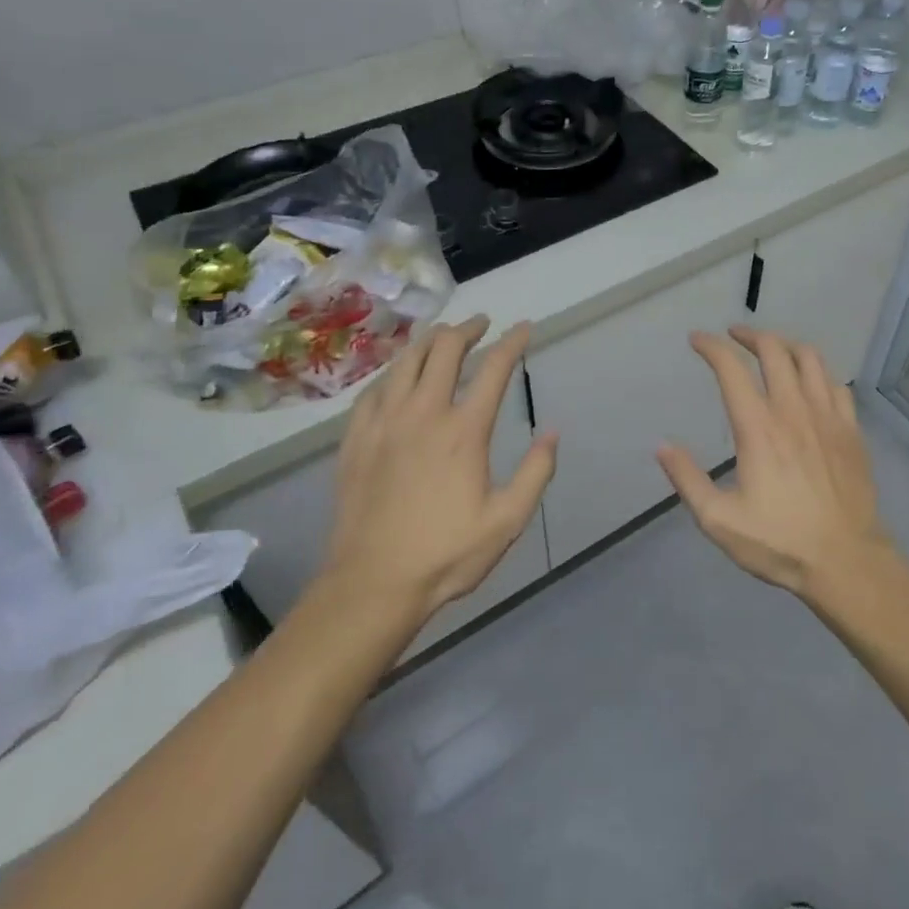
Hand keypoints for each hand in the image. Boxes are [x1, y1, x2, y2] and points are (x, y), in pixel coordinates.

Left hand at [321, 315, 556, 624]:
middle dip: (467, 328)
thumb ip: (536, 472)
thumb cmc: (446, 554)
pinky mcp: (355, 440)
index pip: (494, 369)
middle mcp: (423, 414)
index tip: (523, 328)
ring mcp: (384, 424)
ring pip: (405, 362)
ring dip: (428, 341)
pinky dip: (392, 373)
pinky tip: (397, 377)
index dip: (512, 342)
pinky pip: (373, 390)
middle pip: (444, 350)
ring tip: (442, 336)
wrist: (372, 584)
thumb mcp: (507, 520)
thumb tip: (552, 431)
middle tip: (481, 324)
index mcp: (464, 431)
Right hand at [657, 326, 891, 598]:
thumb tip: (662, 446)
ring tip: (772, 349)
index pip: (731, 369)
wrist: (846, 560)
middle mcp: (793, 410)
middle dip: (750, 335)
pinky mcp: (851, 430)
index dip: (712, 347)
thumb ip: (688, 479)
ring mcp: (827, 417)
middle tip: (734, 336)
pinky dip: (818, 373)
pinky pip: (836, 384)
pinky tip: (811, 383)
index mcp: (758, 427)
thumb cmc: (779, 542)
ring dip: (786, 345)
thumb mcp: (719, 520)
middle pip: (774, 350)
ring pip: (810, 359)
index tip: (697, 340)